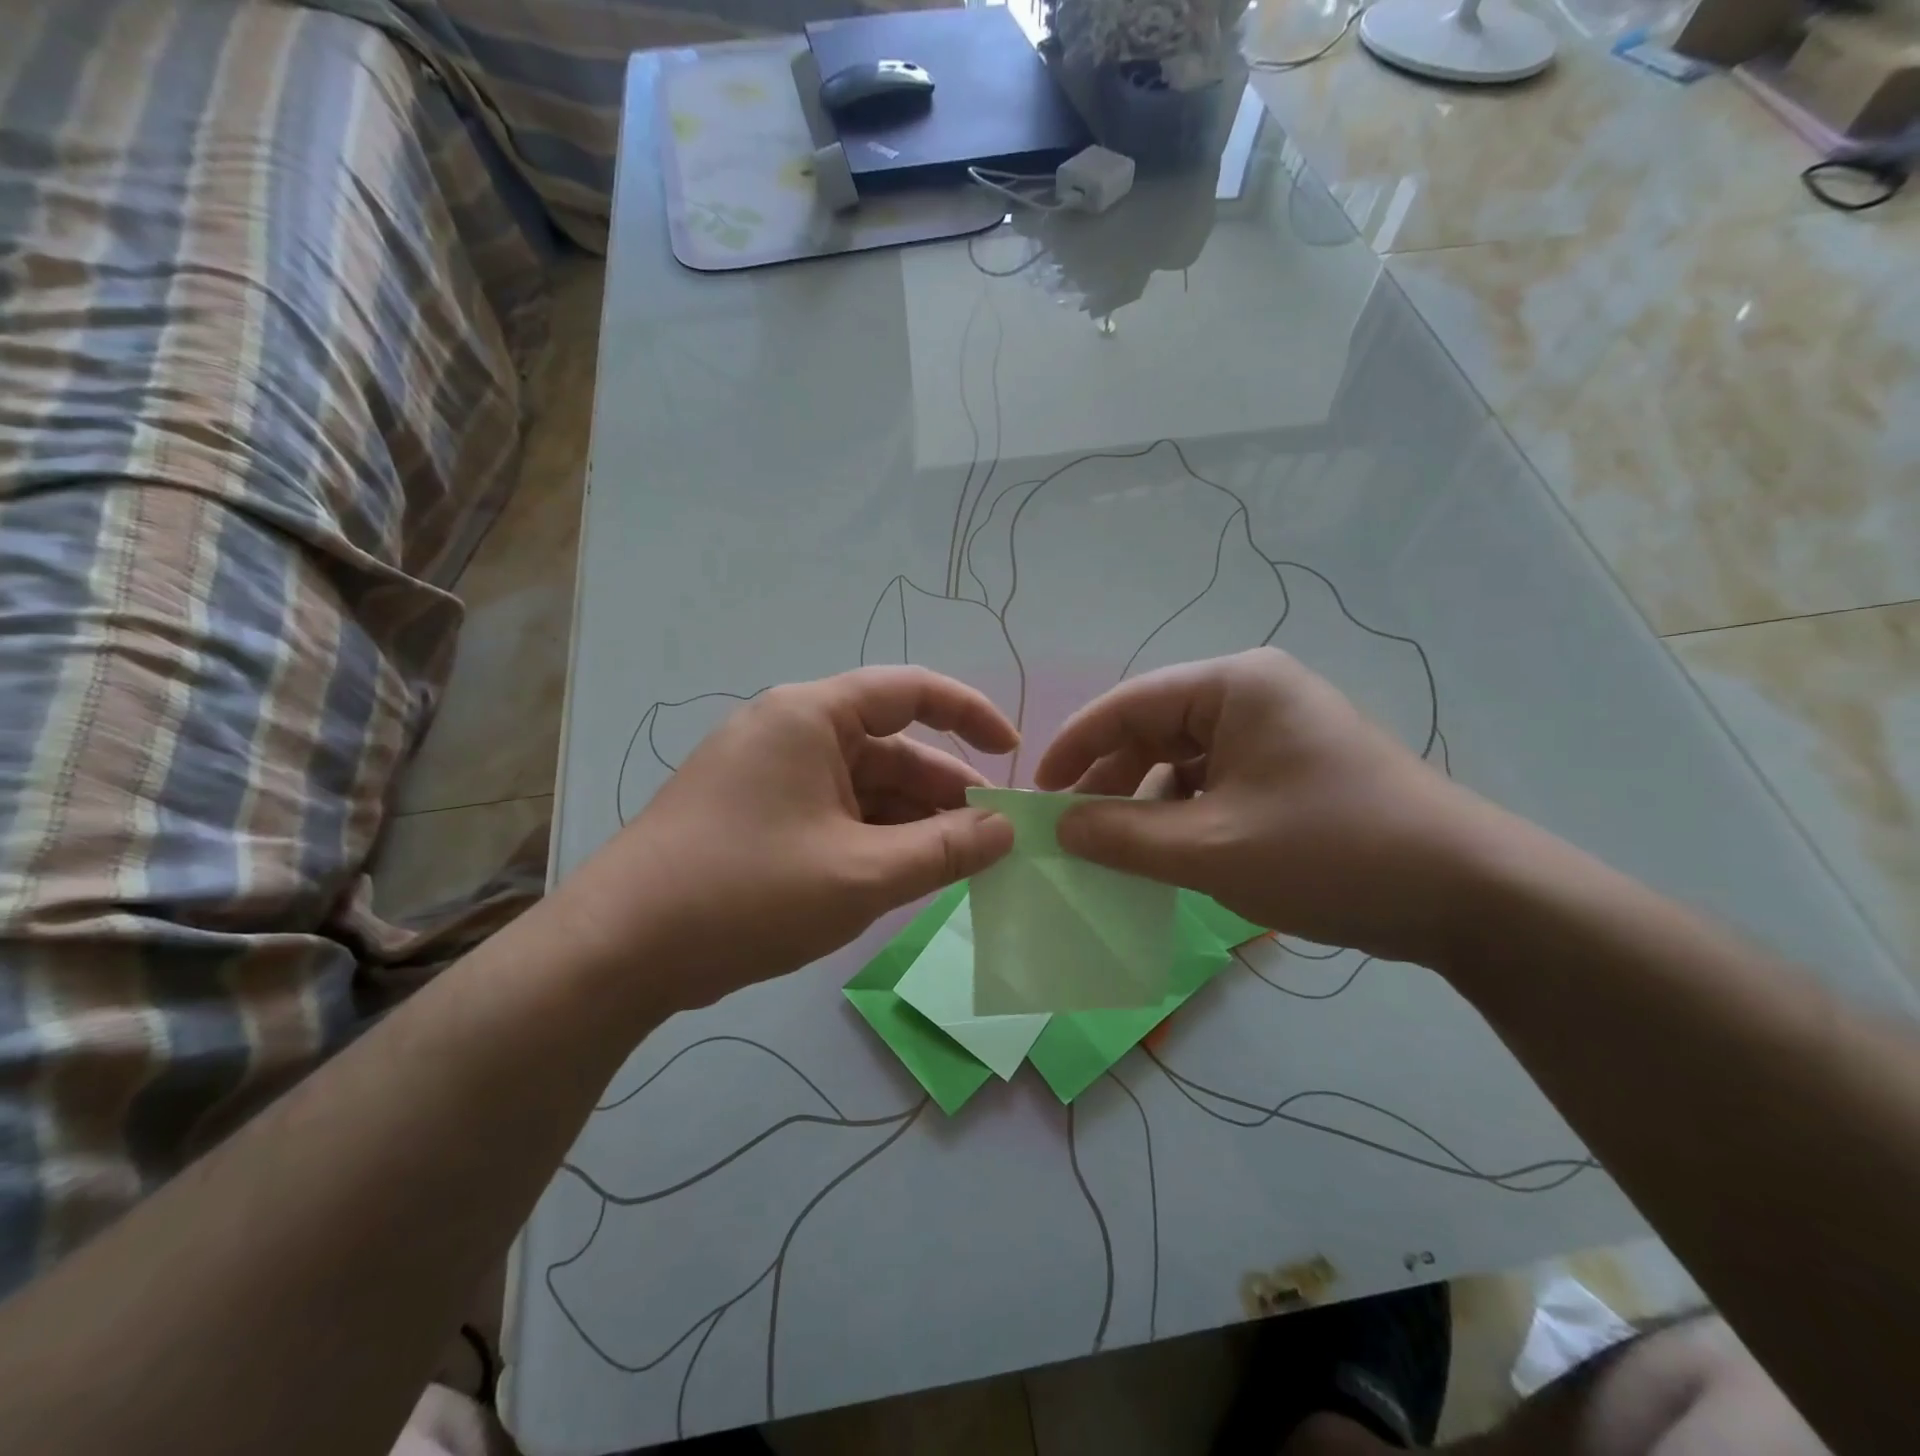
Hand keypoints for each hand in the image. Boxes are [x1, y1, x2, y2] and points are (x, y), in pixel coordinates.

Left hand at [551, 667, 1018, 1011]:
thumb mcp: (862, 874)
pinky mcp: (754, 814)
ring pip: (862, 786)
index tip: (1013, 754)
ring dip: (910, 822)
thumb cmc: (746, 894)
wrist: (618, 952)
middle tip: (991, 839)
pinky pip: (833, 812)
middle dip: (943, 791)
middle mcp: (790, 731)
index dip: (970, 716)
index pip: (910, 691)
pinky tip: (900, 876)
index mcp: (811, 716)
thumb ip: (944, 849)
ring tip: (953, 866)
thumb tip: (1005, 829)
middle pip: (889, 747)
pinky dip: (872, 838)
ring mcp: (768, 774)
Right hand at [1033, 648, 1515, 965]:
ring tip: (1109, 848)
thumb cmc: (1330, 853)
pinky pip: (1214, 783)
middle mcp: (1253, 695)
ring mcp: (1276, 732)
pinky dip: (1182, 814)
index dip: (1074, 747)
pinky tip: (1162, 852)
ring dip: (1143, 802)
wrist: (1468, 896)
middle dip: (1109, 780)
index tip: (1036, 792)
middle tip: (1069, 829)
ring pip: (1182, 760)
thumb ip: (1122, 835)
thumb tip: (1058, 825)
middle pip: (1154, 729)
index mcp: (1234, 685)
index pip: (1128, 704)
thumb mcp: (1210, 848)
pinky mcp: (1291, 769)